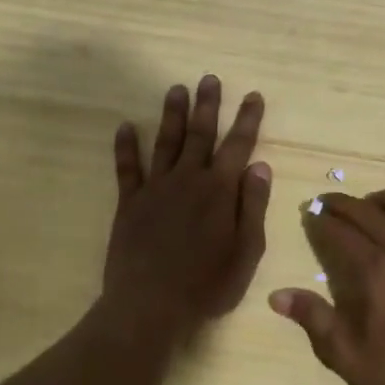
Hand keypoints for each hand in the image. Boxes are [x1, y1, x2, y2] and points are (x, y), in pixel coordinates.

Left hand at [103, 76, 270, 336]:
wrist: (149, 306)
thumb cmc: (207, 284)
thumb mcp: (247, 251)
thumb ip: (254, 206)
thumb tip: (260, 166)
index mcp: (220, 190)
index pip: (238, 145)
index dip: (248, 119)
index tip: (253, 95)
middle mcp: (188, 179)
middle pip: (200, 134)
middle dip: (208, 105)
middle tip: (209, 78)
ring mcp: (156, 188)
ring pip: (166, 142)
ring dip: (172, 114)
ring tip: (176, 89)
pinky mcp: (130, 203)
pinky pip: (127, 168)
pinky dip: (125, 146)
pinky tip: (124, 127)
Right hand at [269, 191, 384, 384]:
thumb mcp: (346, 355)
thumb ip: (314, 318)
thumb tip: (277, 295)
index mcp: (374, 270)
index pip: (340, 231)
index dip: (320, 220)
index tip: (308, 213)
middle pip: (370, 211)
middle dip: (344, 203)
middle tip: (327, 203)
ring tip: (372, 206)